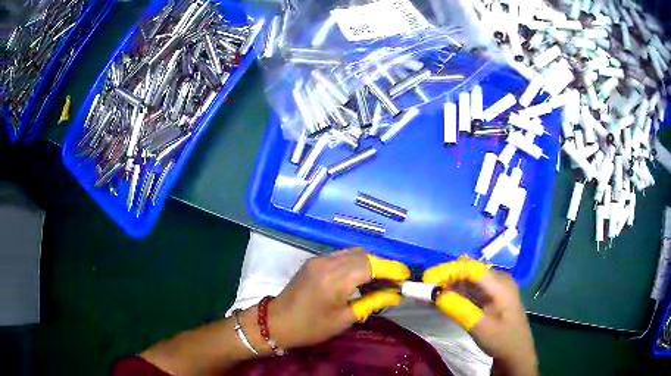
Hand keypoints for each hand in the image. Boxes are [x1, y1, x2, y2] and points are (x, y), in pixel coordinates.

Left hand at [268, 248, 409, 349]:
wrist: (276, 322)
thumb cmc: (310, 327)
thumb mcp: (344, 319)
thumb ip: (372, 302)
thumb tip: (396, 295)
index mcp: (335, 279)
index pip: (372, 266)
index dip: (392, 269)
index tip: (407, 277)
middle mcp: (328, 262)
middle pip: (364, 255)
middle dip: (383, 266)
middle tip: (395, 282)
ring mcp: (319, 259)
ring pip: (354, 253)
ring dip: (370, 263)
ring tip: (380, 280)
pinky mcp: (315, 261)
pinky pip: (342, 256)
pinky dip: (356, 263)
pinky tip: (361, 277)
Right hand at [424, 258, 537, 375]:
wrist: (515, 353)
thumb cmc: (501, 339)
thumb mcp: (479, 326)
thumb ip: (459, 309)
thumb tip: (436, 294)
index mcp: (500, 284)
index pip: (471, 268)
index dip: (448, 270)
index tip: (427, 279)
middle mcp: (498, 281)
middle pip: (469, 272)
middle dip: (446, 278)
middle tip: (424, 288)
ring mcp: (495, 289)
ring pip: (468, 281)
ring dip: (449, 286)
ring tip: (428, 294)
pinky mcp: (490, 298)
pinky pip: (471, 291)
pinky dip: (456, 294)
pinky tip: (442, 300)